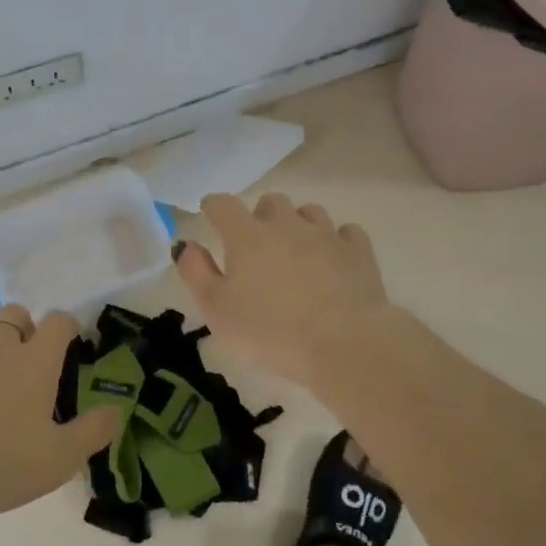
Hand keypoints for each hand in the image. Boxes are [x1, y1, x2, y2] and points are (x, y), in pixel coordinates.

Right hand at [174, 193, 395, 387]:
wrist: (344, 344)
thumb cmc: (271, 331)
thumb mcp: (217, 310)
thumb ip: (196, 273)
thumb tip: (186, 245)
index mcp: (246, 236)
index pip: (223, 205)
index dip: (213, 207)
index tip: (210, 215)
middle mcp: (286, 225)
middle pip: (271, 202)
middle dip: (260, 216)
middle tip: (257, 244)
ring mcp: (326, 235)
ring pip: (310, 212)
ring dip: (299, 224)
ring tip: (296, 251)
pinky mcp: (359, 252)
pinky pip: (346, 232)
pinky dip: (337, 240)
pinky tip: (334, 259)